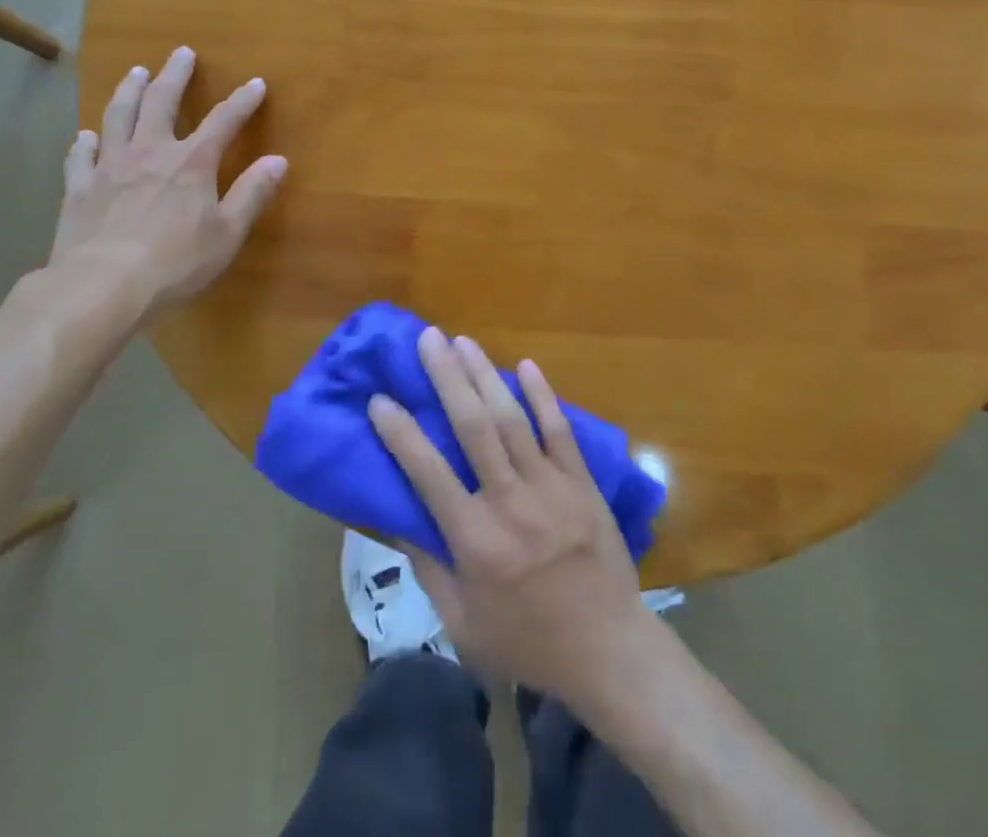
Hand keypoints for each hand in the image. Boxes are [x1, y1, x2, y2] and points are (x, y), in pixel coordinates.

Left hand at [47, 47, 286, 321]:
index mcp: (191, 163)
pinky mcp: (79, 187)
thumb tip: (278, 160)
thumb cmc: (175, 262)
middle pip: (162, 102)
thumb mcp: (228, 232)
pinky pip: (80, 155)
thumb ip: (252, 193)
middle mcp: (150, 152)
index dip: (242, 101)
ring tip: (136, 72)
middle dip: (175, 75)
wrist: (102, 285)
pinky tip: (86, 135)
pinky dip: (85, 141)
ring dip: (129, 91)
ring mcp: (110, 166)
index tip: (256, 84)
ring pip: (118, 116)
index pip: (223, 121)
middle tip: (181, 53)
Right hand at [367, 328, 653, 705]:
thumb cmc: (527, 640)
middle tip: (428, 338)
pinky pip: (559, 430)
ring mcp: (551, 487)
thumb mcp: (462, 623)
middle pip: (473, 427)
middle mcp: (510, 503)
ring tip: (463, 341)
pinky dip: (542, 396)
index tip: (379, 399)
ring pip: (512, 419)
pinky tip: (526, 365)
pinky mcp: (582, 482)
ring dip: (486, 375)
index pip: (428, 473)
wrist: (608, 650)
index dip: (400, 433)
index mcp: (475, 541)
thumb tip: (397, 516)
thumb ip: (428, 567)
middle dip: (447, 378)